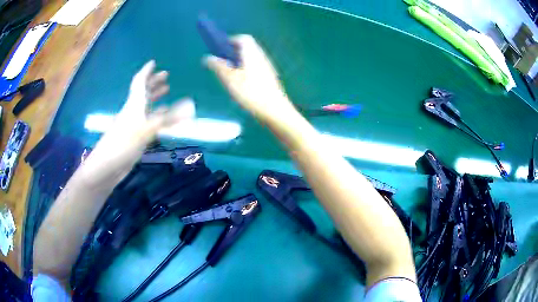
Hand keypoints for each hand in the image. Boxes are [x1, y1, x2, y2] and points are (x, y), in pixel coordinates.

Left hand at [80, 60, 194, 187]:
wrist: (107, 166)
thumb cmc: (124, 143)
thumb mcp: (146, 130)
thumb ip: (169, 119)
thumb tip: (191, 107)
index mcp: (134, 104)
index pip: (140, 82)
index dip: (146, 71)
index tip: (153, 62)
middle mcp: (133, 110)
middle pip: (143, 92)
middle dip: (154, 82)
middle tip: (166, 75)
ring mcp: (133, 124)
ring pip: (146, 106)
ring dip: (155, 97)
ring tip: (167, 91)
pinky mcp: (135, 137)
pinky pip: (148, 121)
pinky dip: (157, 116)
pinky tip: (164, 118)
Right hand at [204, 35, 296, 123]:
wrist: (274, 110)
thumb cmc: (250, 92)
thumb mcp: (230, 79)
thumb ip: (218, 67)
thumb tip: (208, 57)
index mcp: (252, 54)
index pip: (243, 39)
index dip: (232, 40)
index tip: (221, 50)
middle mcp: (262, 57)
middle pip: (248, 48)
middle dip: (234, 52)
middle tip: (223, 64)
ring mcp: (267, 68)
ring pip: (252, 59)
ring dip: (240, 62)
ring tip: (230, 75)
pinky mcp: (270, 78)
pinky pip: (256, 68)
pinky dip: (247, 70)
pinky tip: (242, 85)